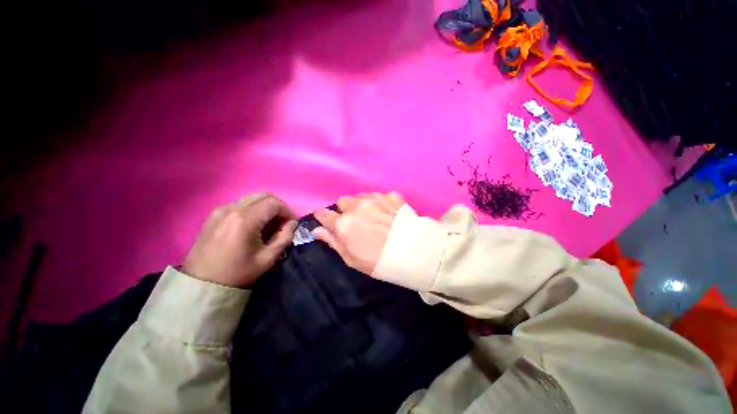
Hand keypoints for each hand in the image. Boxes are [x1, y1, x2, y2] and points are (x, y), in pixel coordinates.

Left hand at [182, 193, 297, 287]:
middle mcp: (232, 209)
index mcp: (245, 220)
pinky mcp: (214, 215)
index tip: (292, 223)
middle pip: (263, 195)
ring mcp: (220, 210)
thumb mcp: (268, 258)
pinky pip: (240, 204)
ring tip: (269, 224)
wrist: (202, 285)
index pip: (274, 203)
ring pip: (251, 198)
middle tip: (282, 221)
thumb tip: (292, 223)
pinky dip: (253, 209)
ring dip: (265, 207)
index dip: (288, 211)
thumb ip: (284, 237)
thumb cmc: (238, 273)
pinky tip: (253, 225)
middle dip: (278, 206)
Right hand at [313, 192, 403, 274]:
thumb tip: (317, 230)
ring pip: (359, 197)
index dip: (323, 216)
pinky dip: (379, 203)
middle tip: (356, 221)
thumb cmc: (379, 262)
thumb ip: (333, 241)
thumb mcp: (352, 258)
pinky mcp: (390, 196)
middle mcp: (356, 207)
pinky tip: (388, 214)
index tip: (326, 219)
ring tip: (373, 217)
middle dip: (345, 210)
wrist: (414, 253)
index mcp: (343, 224)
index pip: (323, 214)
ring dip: (361, 205)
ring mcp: (374, 198)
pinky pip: (378, 196)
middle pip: (342, 201)